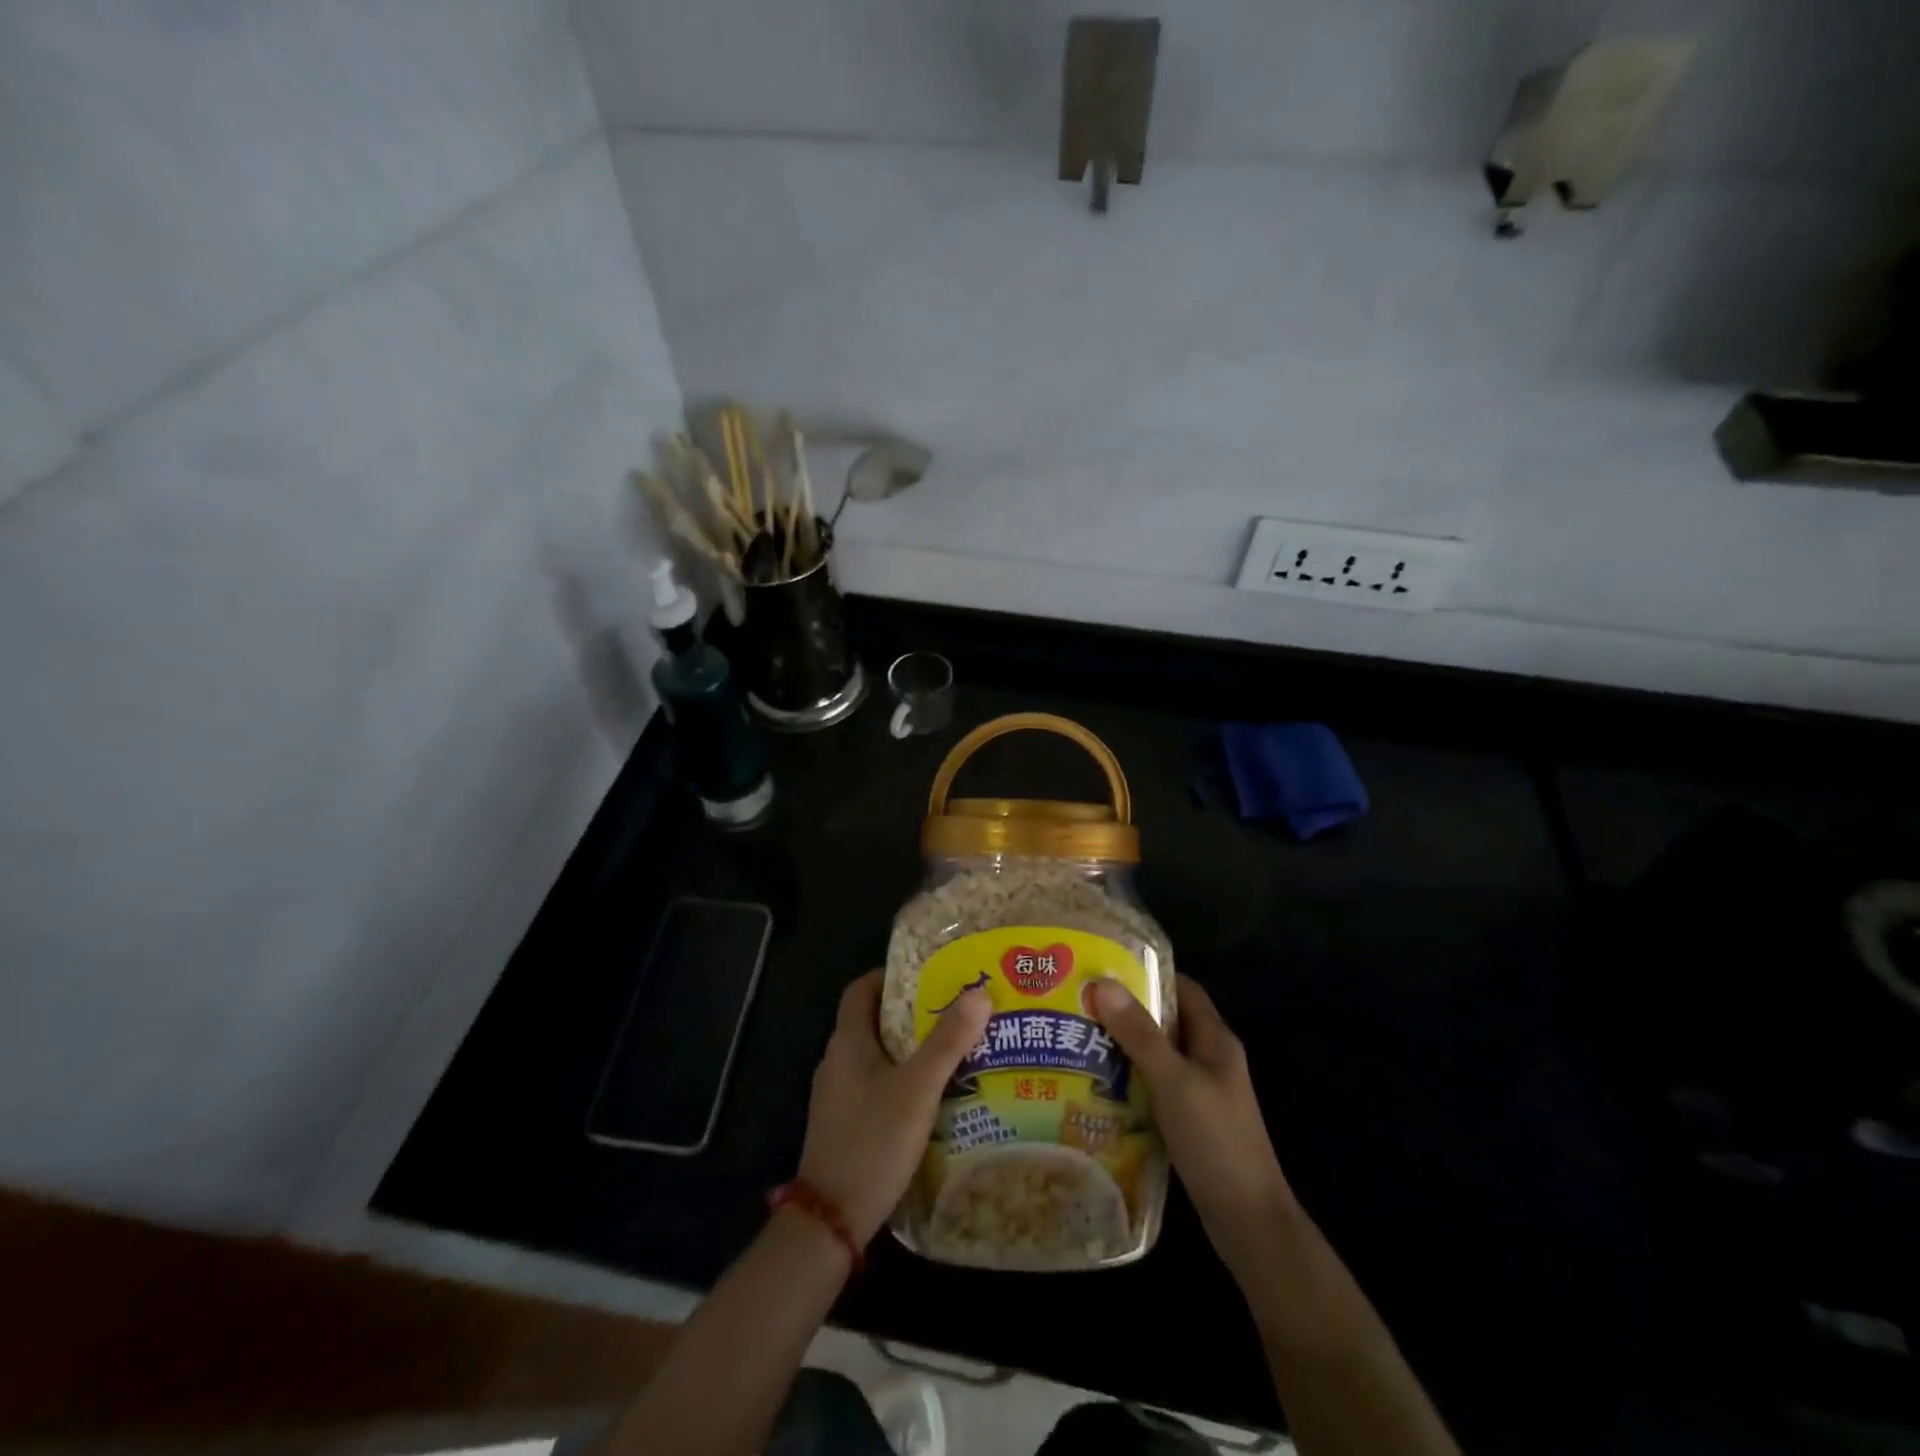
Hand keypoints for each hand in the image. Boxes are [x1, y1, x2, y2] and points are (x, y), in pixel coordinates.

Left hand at [797, 970, 990, 1246]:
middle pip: (873, 1020)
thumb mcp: (917, 1088)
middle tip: (953, 1009)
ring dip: (909, 1047)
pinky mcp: (845, 1122)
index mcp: (848, 1041)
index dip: (891, 975)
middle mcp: (837, 1061)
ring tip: (952, 1047)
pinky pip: (875, 1084)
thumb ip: (947, 1041)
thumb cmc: (873, 1140)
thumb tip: (979, 993)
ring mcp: (838, 1094)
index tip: (929, 974)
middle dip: (911, 1011)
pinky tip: (933, 1094)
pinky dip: (902, 1078)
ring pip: (877, 1055)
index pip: (862, 989)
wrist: (831, 1219)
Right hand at [1091, 974, 1293, 1276]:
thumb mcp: (1173, 1080)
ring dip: (1124, 1047)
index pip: (1182, 988)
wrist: (1247, 1221)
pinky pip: (1155, 1086)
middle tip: (1080, 1002)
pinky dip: (1129, 1080)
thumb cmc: (1215, 1140)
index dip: (1147, 973)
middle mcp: (1209, 1058)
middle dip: (1127, 1010)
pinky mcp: (1190, 1120)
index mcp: (1215, 1039)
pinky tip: (1097, 1086)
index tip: (1104, 966)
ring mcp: (1201, 1091)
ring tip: (1078, 1038)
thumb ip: (1140, 1033)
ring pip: (1157, 1055)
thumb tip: (1103, 983)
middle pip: (1166, 1020)